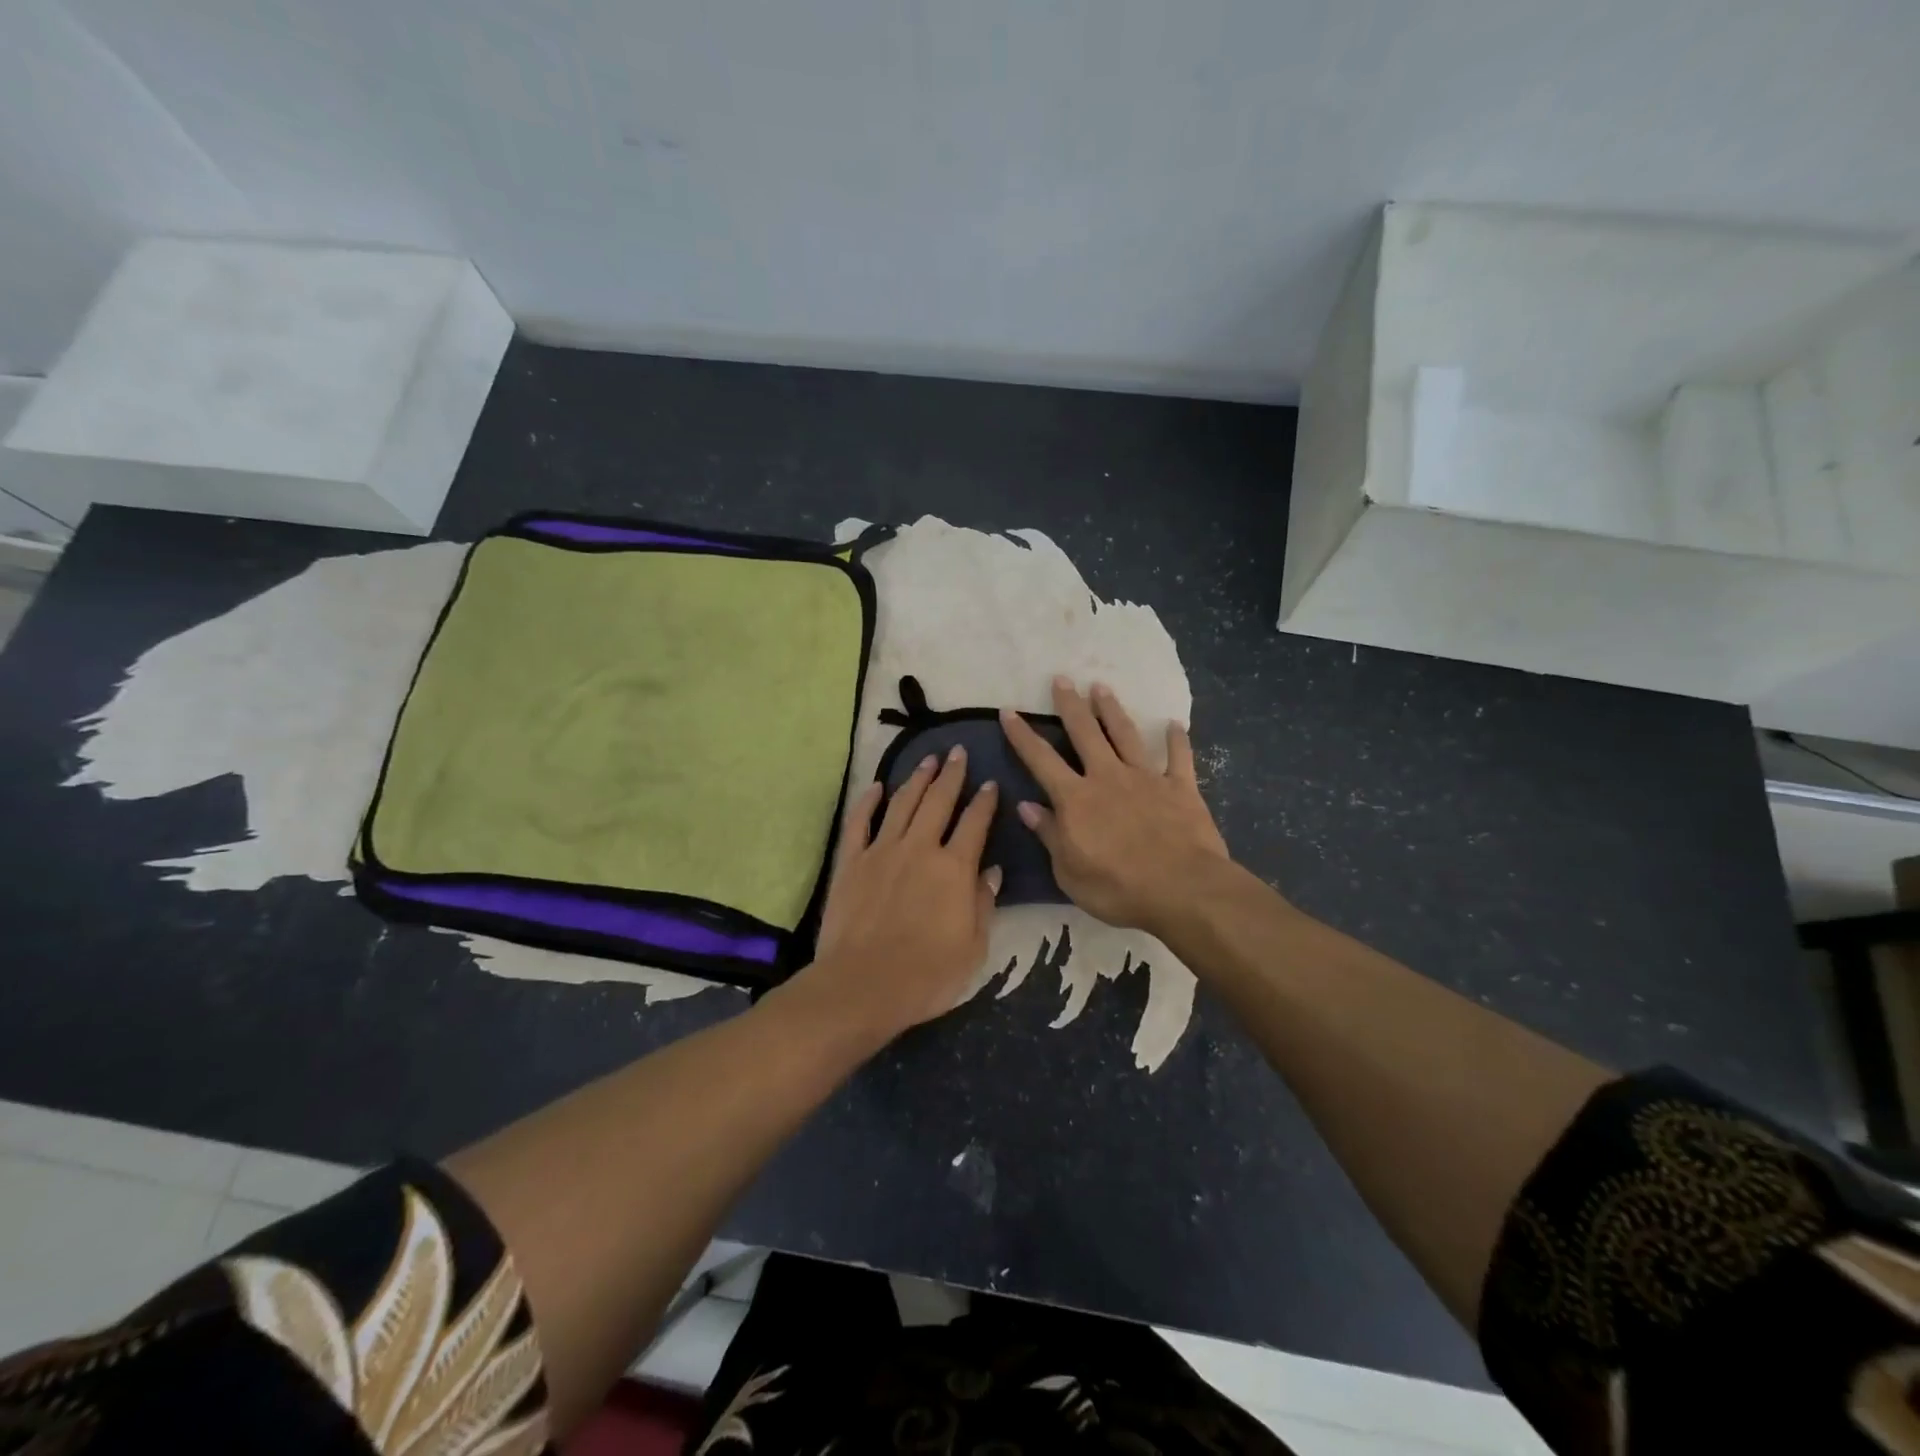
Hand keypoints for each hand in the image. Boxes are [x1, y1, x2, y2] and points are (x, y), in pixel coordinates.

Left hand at [796, 748, 1001, 1042]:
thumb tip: (992, 871)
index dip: (985, 801)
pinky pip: (860, 823)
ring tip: (927, 761)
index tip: (991, 783)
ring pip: (902, 804)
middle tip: (957, 752)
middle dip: (951, 774)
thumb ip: (983, 904)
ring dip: (916, 779)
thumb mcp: (973, 947)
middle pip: (938, 801)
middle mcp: (919, 849)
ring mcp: (881, 851)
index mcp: (954, 868)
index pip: (975, 823)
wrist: (862, 985)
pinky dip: (868, 802)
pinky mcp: (851, 862)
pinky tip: (876, 787)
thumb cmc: (927, 974)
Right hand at [1000, 678, 1229, 938]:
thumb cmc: (1117, 888)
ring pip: (1125, 735)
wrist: (1182, 889)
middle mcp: (1107, 777)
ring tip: (1101, 687)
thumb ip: (1049, 834)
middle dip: (1070, 705)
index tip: (1008, 711)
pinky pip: (1178, 758)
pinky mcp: (1181, 788)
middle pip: (1085, 733)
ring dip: (1112, 710)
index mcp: (1076, 799)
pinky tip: (1174, 724)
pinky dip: (1176, 740)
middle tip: (1061, 679)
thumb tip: (1027, 806)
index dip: (1022, 735)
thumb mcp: (1069, 871)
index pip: (1040, 760)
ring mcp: (1146, 778)